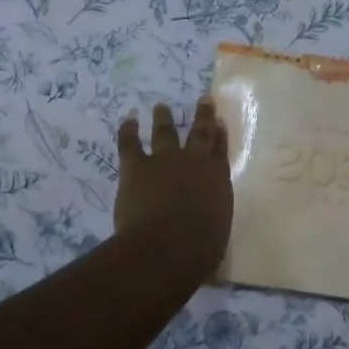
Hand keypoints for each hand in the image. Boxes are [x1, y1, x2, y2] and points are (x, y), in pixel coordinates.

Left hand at [115, 97, 232, 278]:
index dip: (220, 136)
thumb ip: (211, 218)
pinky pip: (130, 143)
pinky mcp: (137, 166)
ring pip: (166, 131)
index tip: (219, 121)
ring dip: (164, 117)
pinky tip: (128, 119)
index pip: (220, 152)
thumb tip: (205, 222)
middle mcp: (195, 162)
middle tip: (203, 99)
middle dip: (203, 115)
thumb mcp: (216, 231)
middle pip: (200, 133)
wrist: (167, 245)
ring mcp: (165, 160)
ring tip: (161, 106)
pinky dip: (128, 130)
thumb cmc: (200, 249)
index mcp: (217, 179)